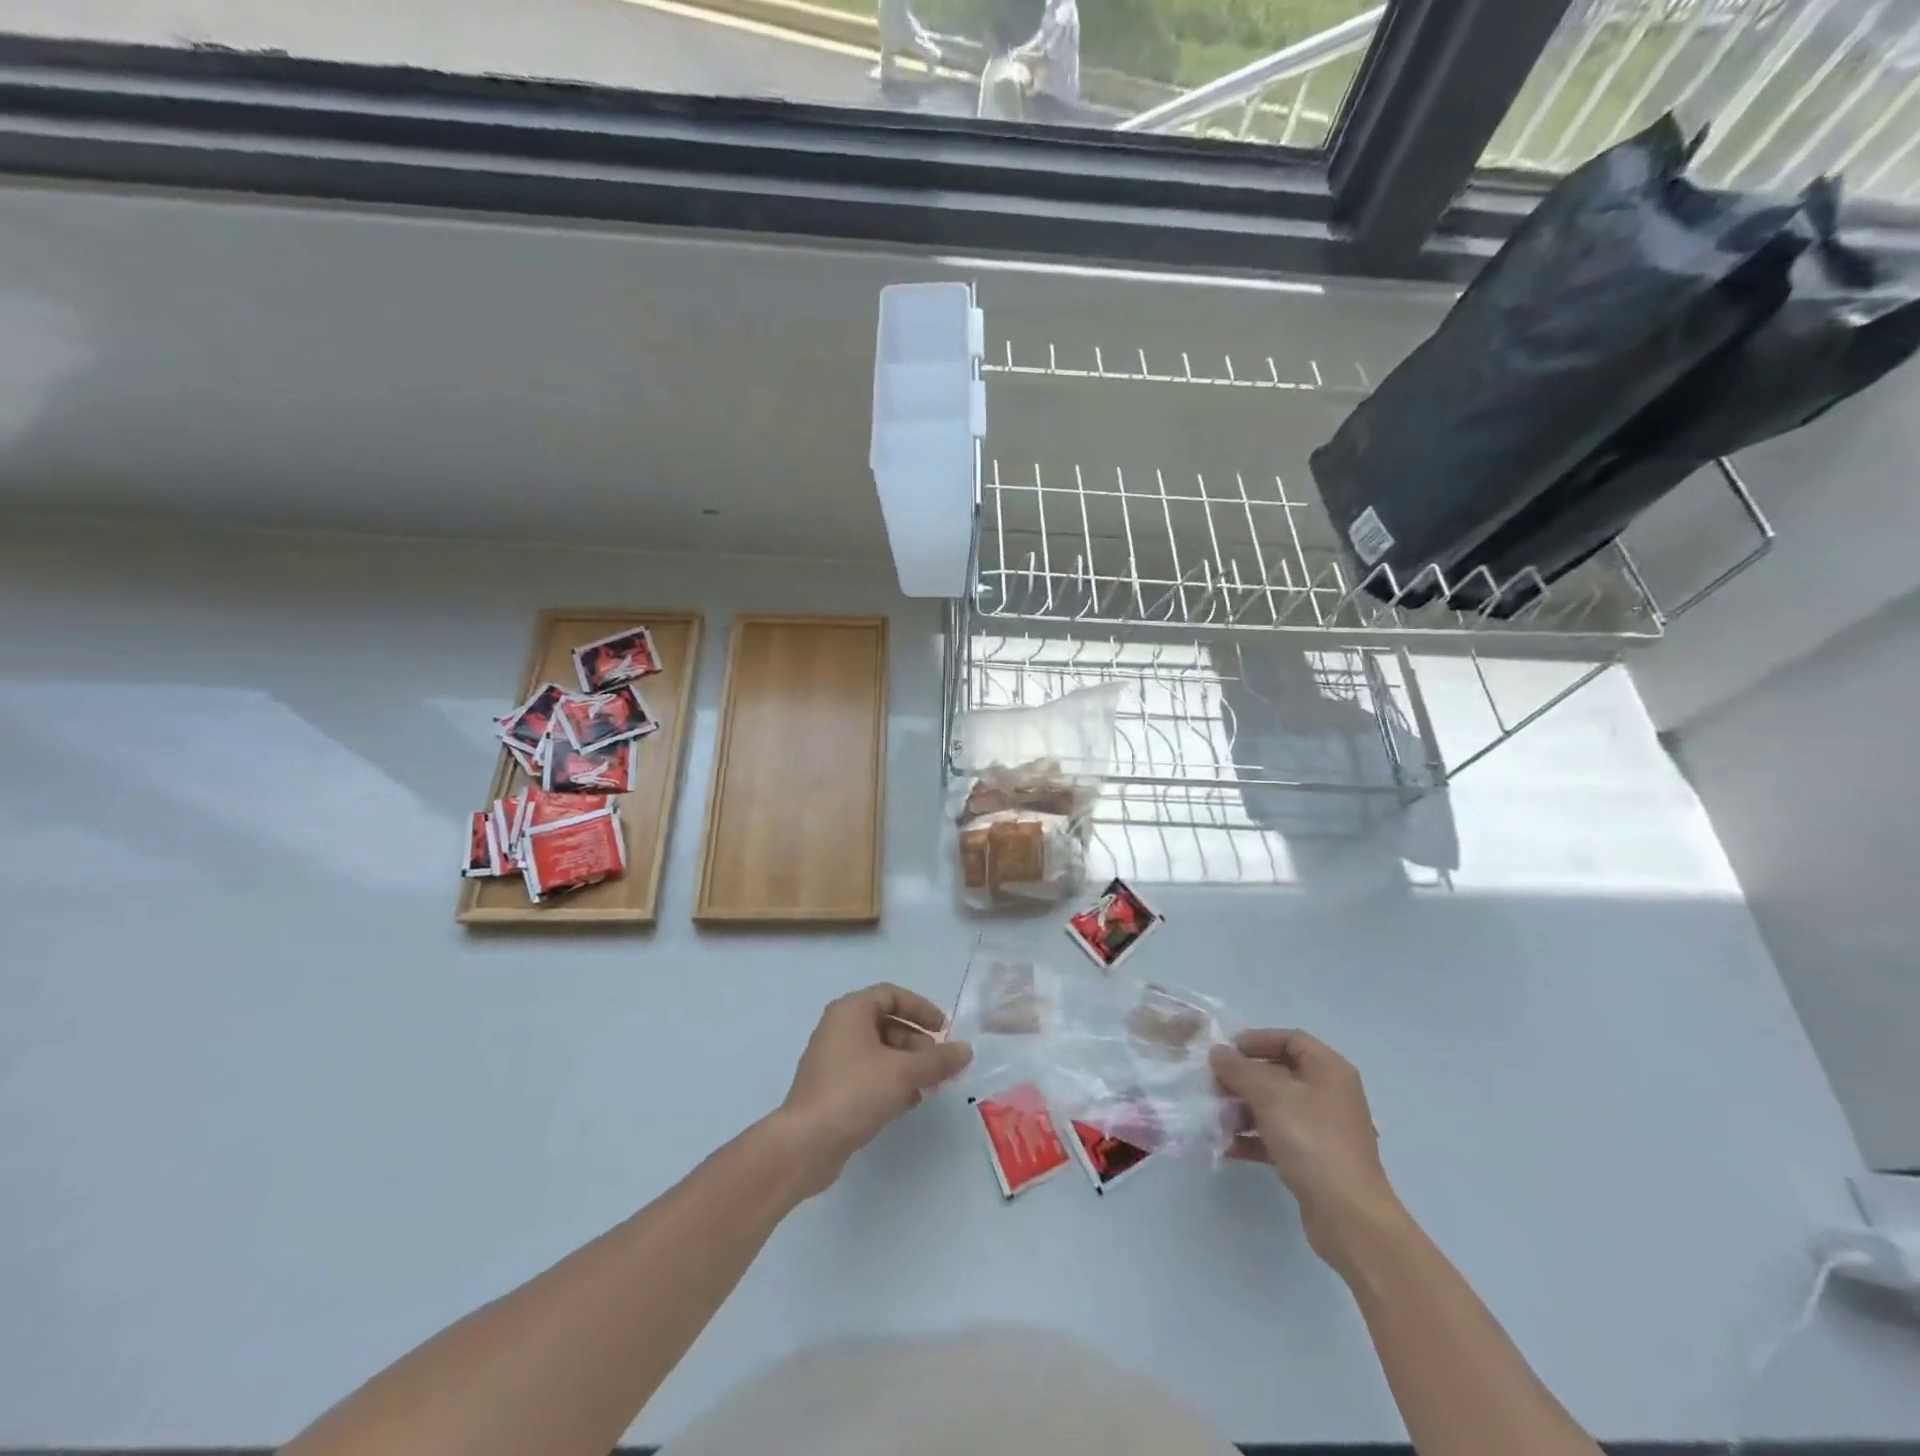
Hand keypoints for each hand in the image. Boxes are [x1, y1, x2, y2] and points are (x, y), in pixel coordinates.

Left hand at [776, 983, 972, 1197]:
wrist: (805, 1144)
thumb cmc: (855, 1092)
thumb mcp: (903, 1073)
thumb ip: (938, 1060)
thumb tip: (966, 1050)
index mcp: (851, 1011)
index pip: (891, 995)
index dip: (921, 1008)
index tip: (944, 1030)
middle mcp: (839, 1028)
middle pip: (886, 1022)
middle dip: (917, 1041)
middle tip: (939, 1062)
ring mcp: (833, 1059)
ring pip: (879, 1051)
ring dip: (907, 1063)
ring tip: (930, 1085)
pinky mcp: (832, 1088)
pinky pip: (868, 1073)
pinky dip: (891, 1080)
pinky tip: (909, 1101)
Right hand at [1210, 1029, 1403, 1273]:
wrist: (1349, 1216)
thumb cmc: (1312, 1141)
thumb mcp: (1270, 1096)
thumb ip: (1239, 1070)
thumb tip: (1218, 1052)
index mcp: (1329, 1070)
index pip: (1290, 1039)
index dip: (1257, 1040)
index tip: (1226, 1052)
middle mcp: (1330, 1094)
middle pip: (1280, 1073)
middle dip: (1244, 1078)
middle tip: (1213, 1085)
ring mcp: (1324, 1129)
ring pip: (1277, 1107)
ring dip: (1244, 1108)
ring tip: (1215, 1116)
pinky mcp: (1315, 1160)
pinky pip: (1279, 1137)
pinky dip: (1253, 1138)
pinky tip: (1226, 1145)